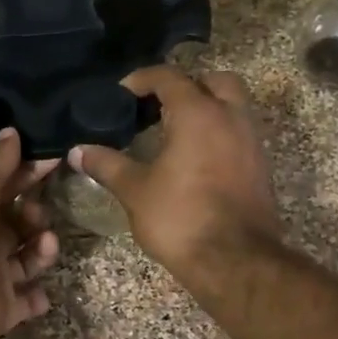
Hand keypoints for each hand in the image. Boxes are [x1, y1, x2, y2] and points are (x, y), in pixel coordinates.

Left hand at [0, 130, 60, 338]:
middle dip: (36, 214)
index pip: (6, 186)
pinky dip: (37, 297)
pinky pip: (27, 301)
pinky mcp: (3, 307)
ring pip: (29, 258)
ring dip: (43, 249)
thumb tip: (11, 131)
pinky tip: (42, 290)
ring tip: (44, 243)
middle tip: (37, 215)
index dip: (29, 172)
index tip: (56, 159)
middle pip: (19, 223)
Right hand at [70, 67, 281, 280]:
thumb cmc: (180, 218)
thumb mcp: (135, 190)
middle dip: (187, 85)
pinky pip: (239, 133)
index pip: (169, 77)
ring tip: (175, 131)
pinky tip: (195, 157)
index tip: (120, 94)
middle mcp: (230, 118)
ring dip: (207, 109)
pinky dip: (219, 133)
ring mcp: (251, 142)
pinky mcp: (260, 167)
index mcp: (198, 114)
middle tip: (159, 106)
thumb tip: (77, 151)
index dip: (142, 79)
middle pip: (214, 81)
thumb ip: (107, 164)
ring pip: (233, 106)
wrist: (235, 261)